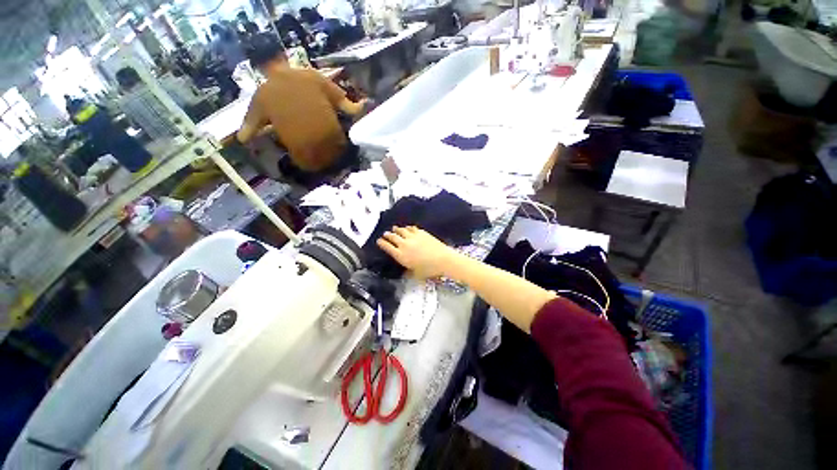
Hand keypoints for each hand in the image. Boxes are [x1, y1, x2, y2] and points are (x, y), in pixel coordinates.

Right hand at [376, 226, 457, 278]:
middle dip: (387, 235)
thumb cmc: (429, 270)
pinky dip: (407, 228)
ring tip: (394, 228)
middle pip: (393, 237)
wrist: (443, 260)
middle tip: (385, 234)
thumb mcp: (415, 274)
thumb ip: (408, 271)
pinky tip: (407, 228)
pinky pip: (411, 228)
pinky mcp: (421, 232)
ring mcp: (413, 237)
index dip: (382, 243)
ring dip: (397, 229)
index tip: (379, 241)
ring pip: (401, 230)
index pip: (387, 247)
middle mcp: (404, 244)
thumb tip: (405, 270)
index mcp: (400, 256)